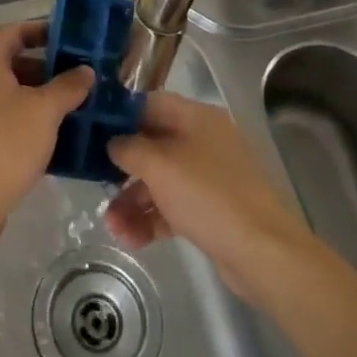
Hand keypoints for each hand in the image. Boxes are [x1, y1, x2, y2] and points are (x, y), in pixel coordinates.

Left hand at [0, 21, 91, 246]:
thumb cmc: (5, 145)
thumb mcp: (45, 111)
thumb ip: (68, 86)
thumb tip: (85, 70)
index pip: (13, 33)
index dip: (40, 31)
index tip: (68, 39)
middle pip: (11, 64)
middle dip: (45, 69)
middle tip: (77, 79)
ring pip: (9, 95)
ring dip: (38, 98)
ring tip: (72, 109)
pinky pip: (3, 121)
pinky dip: (26, 122)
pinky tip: (52, 140)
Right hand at [106, 92, 317, 303]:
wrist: (264, 253)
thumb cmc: (208, 196)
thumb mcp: (159, 165)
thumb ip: (129, 148)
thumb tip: (113, 143)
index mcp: (197, 118)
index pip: (151, 104)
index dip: (121, 115)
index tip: (93, 131)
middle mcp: (204, 141)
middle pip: (153, 144)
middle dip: (123, 168)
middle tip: (96, 182)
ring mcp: (210, 177)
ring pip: (160, 180)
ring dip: (132, 200)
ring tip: (111, 225)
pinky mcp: (212, 211)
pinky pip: (173, 207)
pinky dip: (151, 219)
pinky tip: (130, 238)